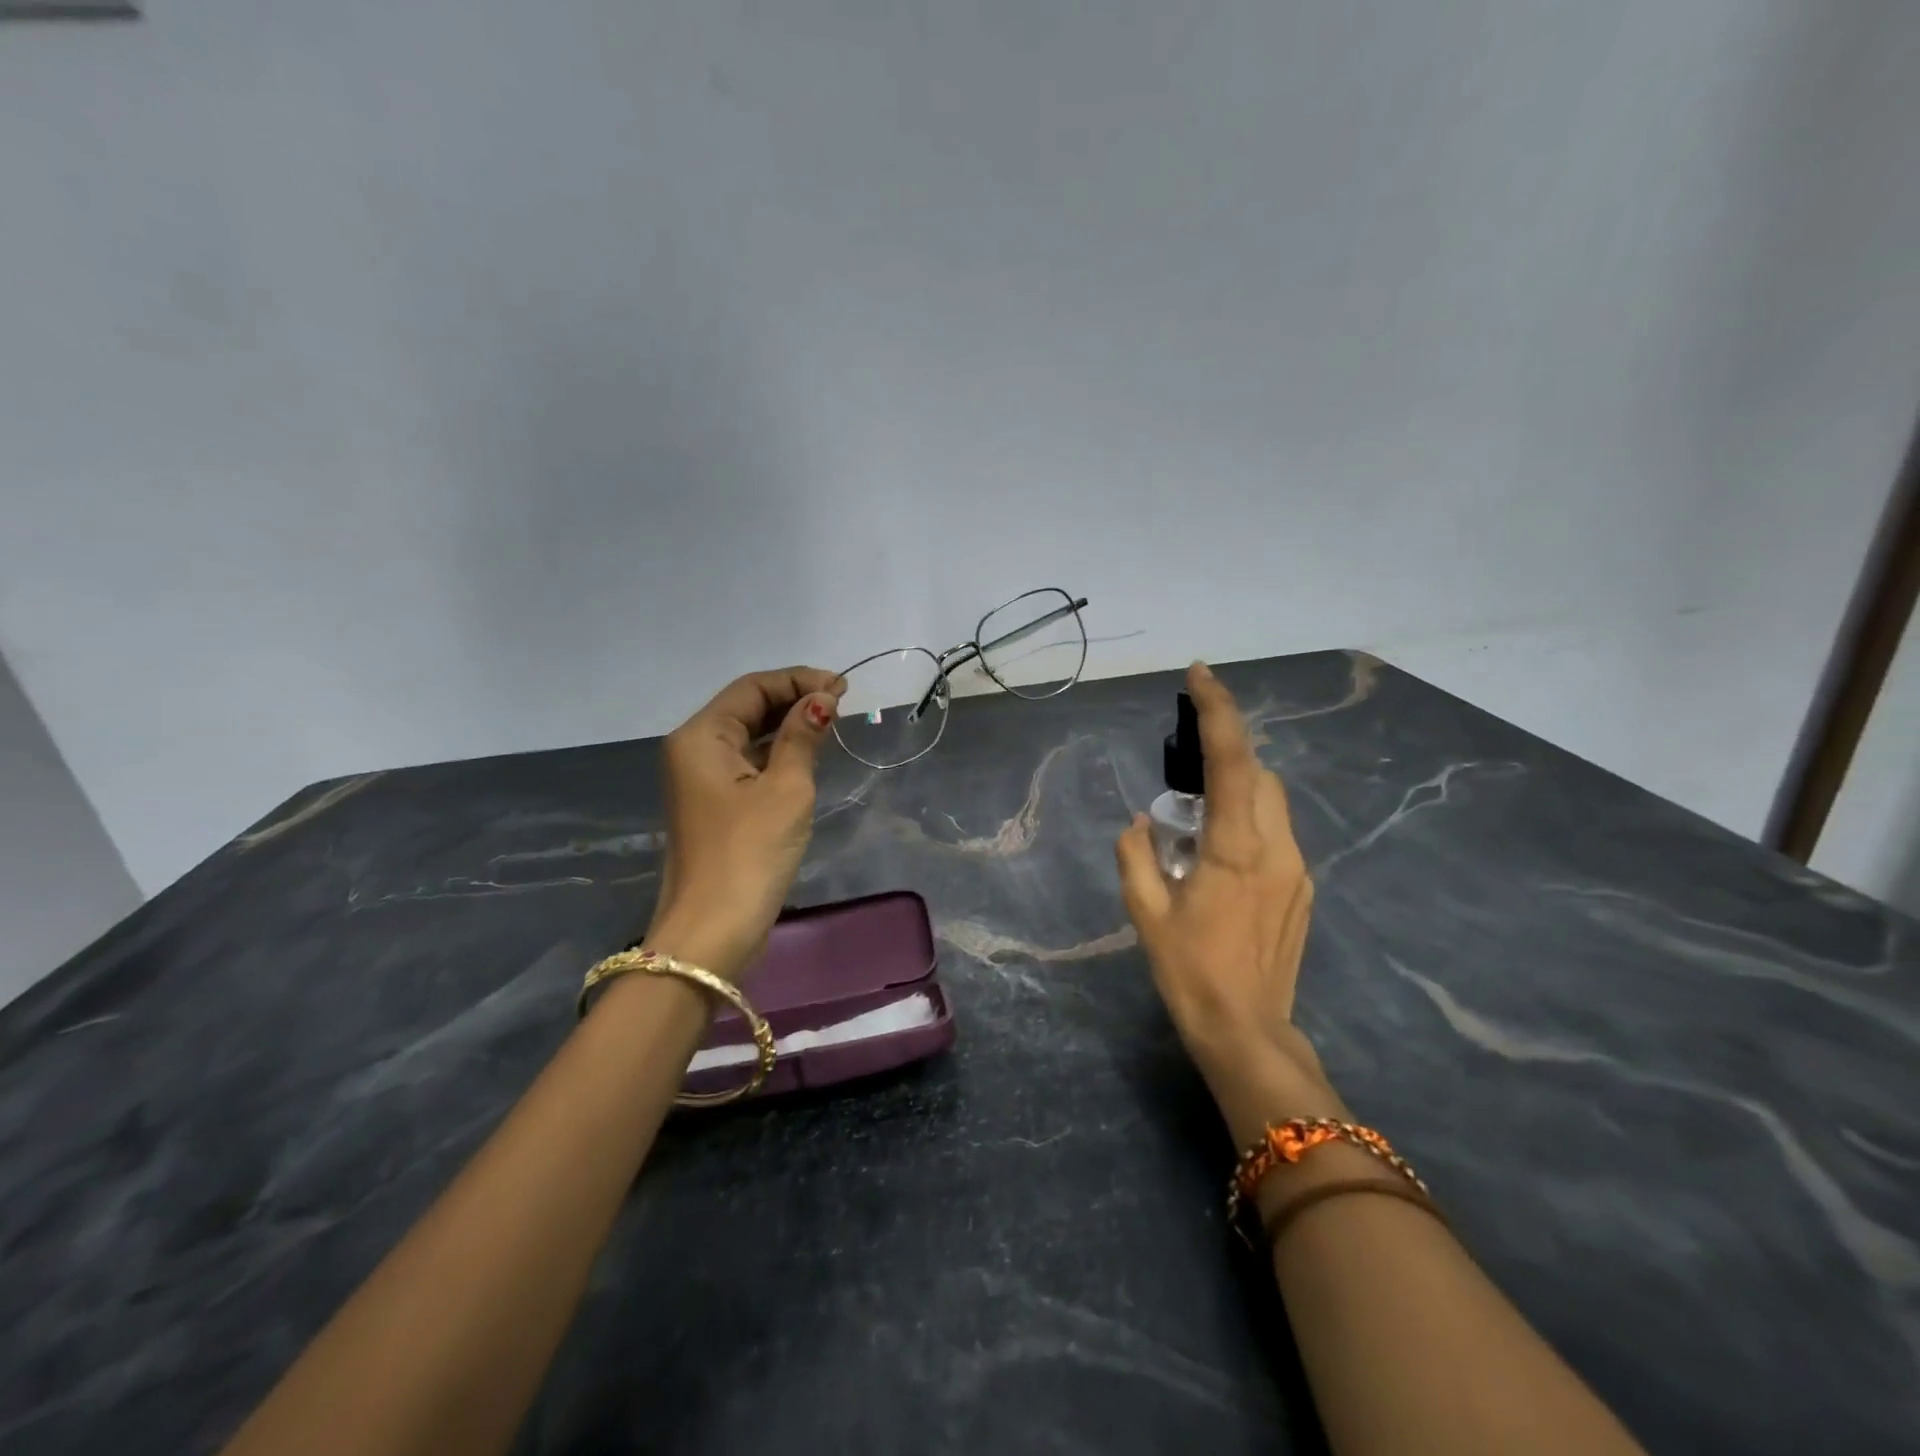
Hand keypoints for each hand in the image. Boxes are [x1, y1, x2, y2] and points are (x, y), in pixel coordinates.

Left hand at [643, 667, 845, 978]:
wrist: (712, 932)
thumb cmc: (750, 853)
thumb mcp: (785, 788)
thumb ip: (802, 737)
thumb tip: (822, 699)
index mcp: (701, 737)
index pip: (752, 688)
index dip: (799, 680)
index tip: (843, 687)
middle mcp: (694, 751)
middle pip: (747, 708)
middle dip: (794, 700)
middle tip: (842, 704)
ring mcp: (702, 782)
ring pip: (749, 737)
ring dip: (788, 727)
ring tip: (833, 725)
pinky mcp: (716, 807)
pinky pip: (748, 765)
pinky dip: (778, 755)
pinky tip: (808, 756)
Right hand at [1116, 662, 1338, 1144]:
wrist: (1249, 1032)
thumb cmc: (1190, 973)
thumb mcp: (1146, 914)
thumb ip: (1136, 856)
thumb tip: (1141, 823)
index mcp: (1235, 849)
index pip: (1231, 761)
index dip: (1217, 711)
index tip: (1200, 674)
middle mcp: (1277, 848)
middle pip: (1260, 773)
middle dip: (1226, 756)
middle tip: (1183, 779)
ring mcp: (1298, 869)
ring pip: (1273, 801)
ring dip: (1238, 790)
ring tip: (1197, 823)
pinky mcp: (1303, 888)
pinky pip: (1277, 832)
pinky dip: (1249, 821)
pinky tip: (1220, 859)